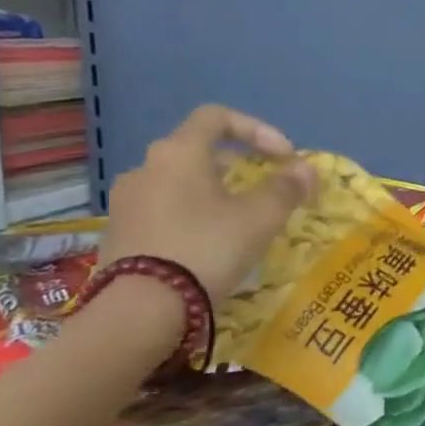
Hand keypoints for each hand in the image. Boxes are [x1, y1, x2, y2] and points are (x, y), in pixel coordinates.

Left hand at [99, 105, 317, 303]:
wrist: (142, 308)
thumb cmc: (207, 247)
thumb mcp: (261, 217)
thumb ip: (286, 187)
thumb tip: (305, 168)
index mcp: (179, 152)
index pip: (217, 117)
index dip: (257, 129)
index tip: (283, 157)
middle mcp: (146, 167)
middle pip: (196, 148)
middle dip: (237, 162)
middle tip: (263, 184)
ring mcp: (127, 200)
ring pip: (179, 180)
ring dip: (212, 188)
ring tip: (238, 216)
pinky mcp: (119, 232)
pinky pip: (162, 207)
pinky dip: (191, 212)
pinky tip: (208, 241)